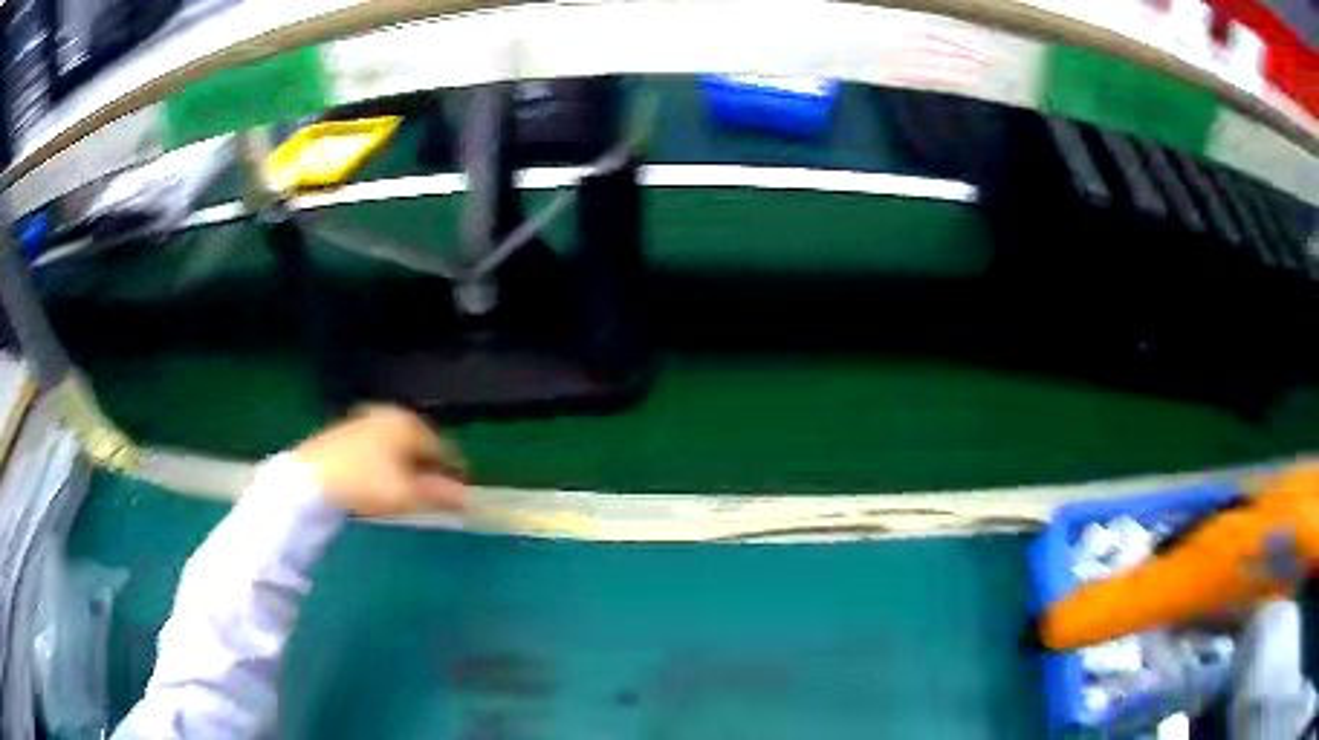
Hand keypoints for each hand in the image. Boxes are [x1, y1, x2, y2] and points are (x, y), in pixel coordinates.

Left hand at [292, 405, 467, 516]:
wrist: (311, 477)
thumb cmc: (367, 482)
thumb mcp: (408, 495)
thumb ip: (441, 495)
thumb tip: (467, 499)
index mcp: (410, 423)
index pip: (444, 448)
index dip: (455, 473)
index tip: (460, 495)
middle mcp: (390, 415)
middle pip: (419, 445)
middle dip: (429, 469)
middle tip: (432, 495)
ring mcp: (366, 420)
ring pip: (397, 446)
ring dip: (406, 467)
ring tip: (405, 492)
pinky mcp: (346, 431)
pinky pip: (377, 448)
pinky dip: (385, 463)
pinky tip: (379, 482)